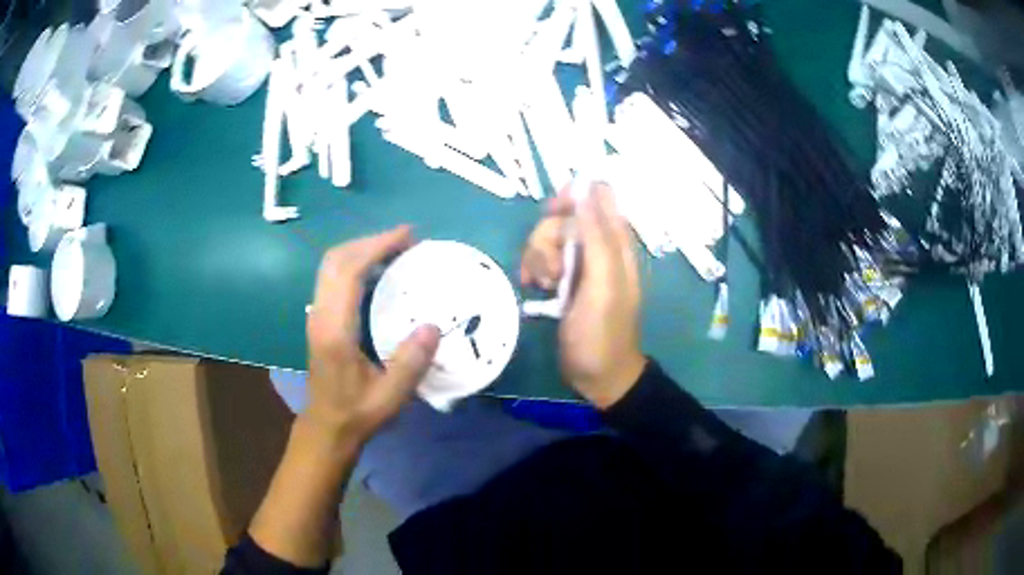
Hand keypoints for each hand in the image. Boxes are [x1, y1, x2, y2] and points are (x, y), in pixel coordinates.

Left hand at [305, 226, 440, 442]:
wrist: (326, 427)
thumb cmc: (357, 413)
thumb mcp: (390, 396)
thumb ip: (410, 363)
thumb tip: (433, 326)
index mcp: (335, 329)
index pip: (349, 271)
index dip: (376, 246)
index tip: (407, 236)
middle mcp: (320, 314)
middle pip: (336, 259)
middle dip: (369, 241)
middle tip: (405, 240)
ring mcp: (316, 315)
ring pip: (331, 265)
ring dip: (362, 250)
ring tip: (395, 250)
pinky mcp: (319, 319)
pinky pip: (333, 277)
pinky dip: (355, 264)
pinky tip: (378, 272)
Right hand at [520, 184, 646, 408]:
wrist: (597, 375)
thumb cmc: (602, 332)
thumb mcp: (603, 284)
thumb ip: (597, 236)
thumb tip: (586, 189)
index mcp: (616, 241)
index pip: (596, 195)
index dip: (573, 196)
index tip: (553, 212)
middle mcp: (598, 245)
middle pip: (563, 216)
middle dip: (548, 237)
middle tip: (552, 270)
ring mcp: (579, 262)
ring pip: (548, 237)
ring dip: (538, 257)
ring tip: (543, 285)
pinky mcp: (564, 278)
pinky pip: (541, 257)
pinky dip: (533, 268)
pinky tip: (532, 287)